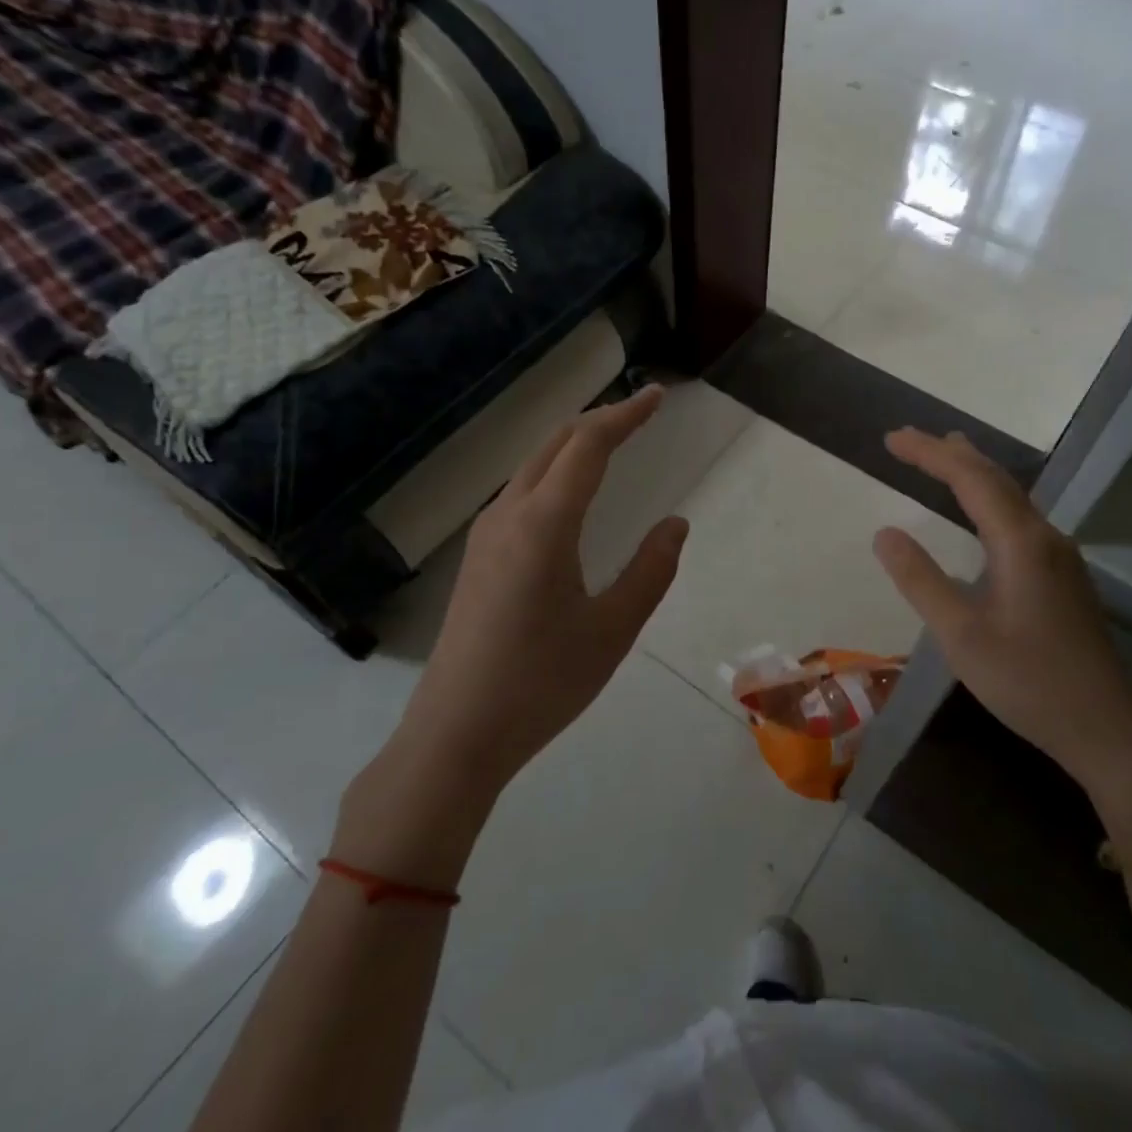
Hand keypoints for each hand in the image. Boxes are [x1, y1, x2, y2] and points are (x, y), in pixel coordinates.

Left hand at [334, 386, 687, 879]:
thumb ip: (651, 570)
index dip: (625, 415)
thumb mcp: (613, 630)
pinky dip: (554, 474)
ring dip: (573, 445)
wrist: (456, 733)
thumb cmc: (542, 682)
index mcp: (544, 524)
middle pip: (555, 444)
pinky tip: (568, 496)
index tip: (658, 397)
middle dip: (599, 420)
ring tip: (611, 444)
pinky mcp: (478, 558)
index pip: (589, 446)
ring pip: (532, 467)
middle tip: (640, 413)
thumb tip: (675, 524)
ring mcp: (485, 536)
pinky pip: (520, 494)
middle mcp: (508, 515)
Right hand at [872, 429, 1131, 798]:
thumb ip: (920, 580)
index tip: (891, 438)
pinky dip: (990, 498)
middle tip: (909, 440)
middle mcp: (1046, 537)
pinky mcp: (1064, 577)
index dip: (929, 454)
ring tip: (946, 456)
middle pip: (996, 478)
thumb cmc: (1028, 682)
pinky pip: (1021, 518)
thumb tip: (884, 533)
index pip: (970, 479)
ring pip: (1013, 497)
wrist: (1107, 729)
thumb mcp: (960, 635)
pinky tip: (983, 513)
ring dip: (974, 472)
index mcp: (1021, 543)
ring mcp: (1061, 557)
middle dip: (950, 454)